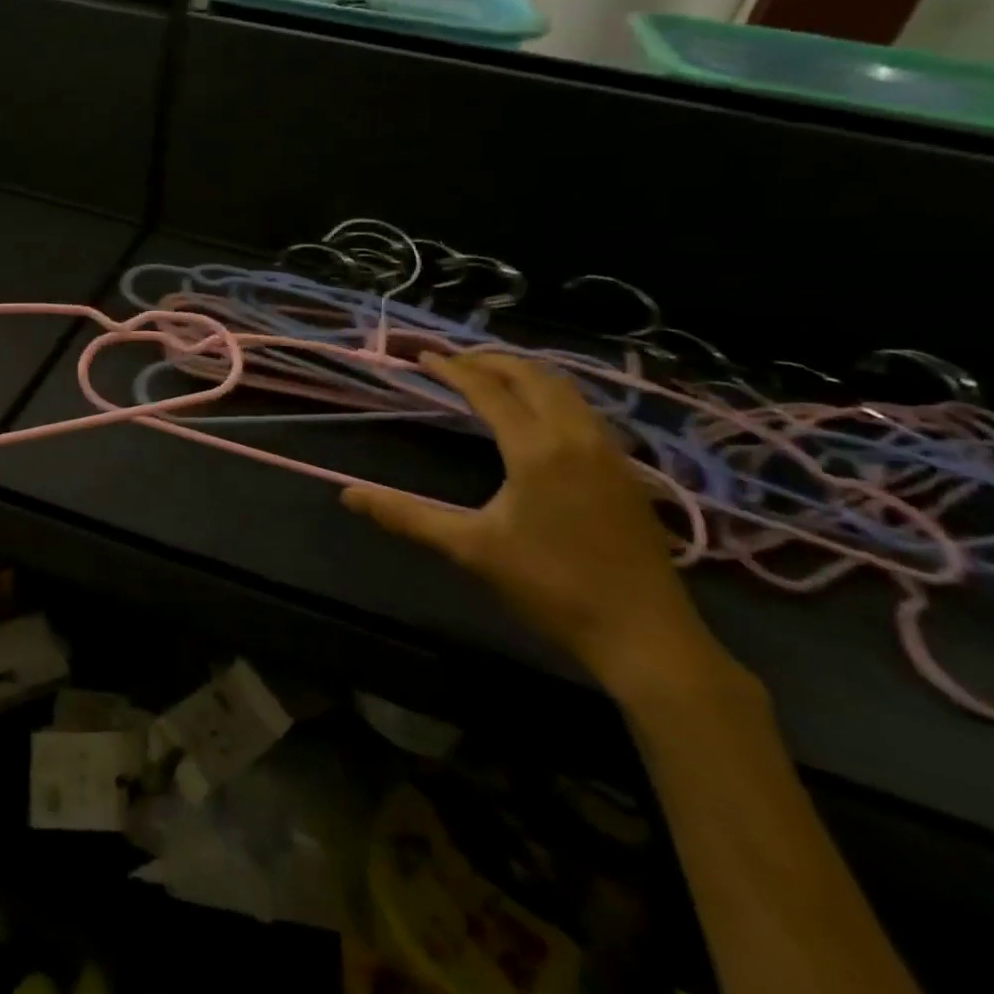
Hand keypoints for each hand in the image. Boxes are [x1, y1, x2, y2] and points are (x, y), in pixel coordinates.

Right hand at [344, 350, 726, 700]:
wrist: (645, 636)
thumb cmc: (551, 588)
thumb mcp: (471, 549)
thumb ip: (408, 515)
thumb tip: (348, 495)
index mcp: (536, 448)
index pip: (488, 390)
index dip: (453, 369)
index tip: (424, 356)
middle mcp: (576, 436)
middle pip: (532, 375)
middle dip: (490, 360)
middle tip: (454, 361)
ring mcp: (608, 450)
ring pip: (564, 388)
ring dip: (524, 373)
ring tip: (491, 377)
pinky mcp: (626, 470)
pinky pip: (584, 409)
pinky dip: (551, 394)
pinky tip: (538, 416)